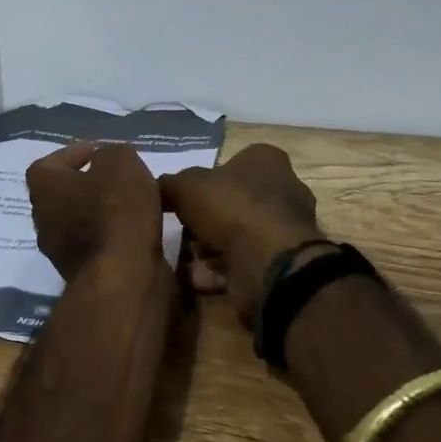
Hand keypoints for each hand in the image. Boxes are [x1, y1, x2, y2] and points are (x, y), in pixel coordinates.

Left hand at [26, 141, 163, 279]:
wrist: (124, 278)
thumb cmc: (115, 211)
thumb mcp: (120, 163)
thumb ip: (112, 154)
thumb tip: (108, 162)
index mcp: (43, 188)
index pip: (48, 164)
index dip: (72, 153)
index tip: (99, 151)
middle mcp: (43, 220)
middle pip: (62, 194)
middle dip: (88, 184)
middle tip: (117, 176)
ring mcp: (61, 252)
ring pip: (80, 221)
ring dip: (102, 211)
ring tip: (134, 201)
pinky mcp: (85, 274)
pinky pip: (97, 244)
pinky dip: (113, 234)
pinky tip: (138, 228)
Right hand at [160, 144, 322, 325]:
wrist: (269, 263)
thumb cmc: (232, 207)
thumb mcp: (185, 186)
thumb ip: (168, 185)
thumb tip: (156, 189)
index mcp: (267, 161)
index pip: (233, 162)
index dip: (205, 180)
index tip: (183, 198)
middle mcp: (283, 191)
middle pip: (232, 203)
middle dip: (204, 221)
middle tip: (179, 232)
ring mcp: (284, 230)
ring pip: (235, 236)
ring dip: (207, 250)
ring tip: (181, 261)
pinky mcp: (280, 264)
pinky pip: (241, 264)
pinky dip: (217, 272)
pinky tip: (194, 280)